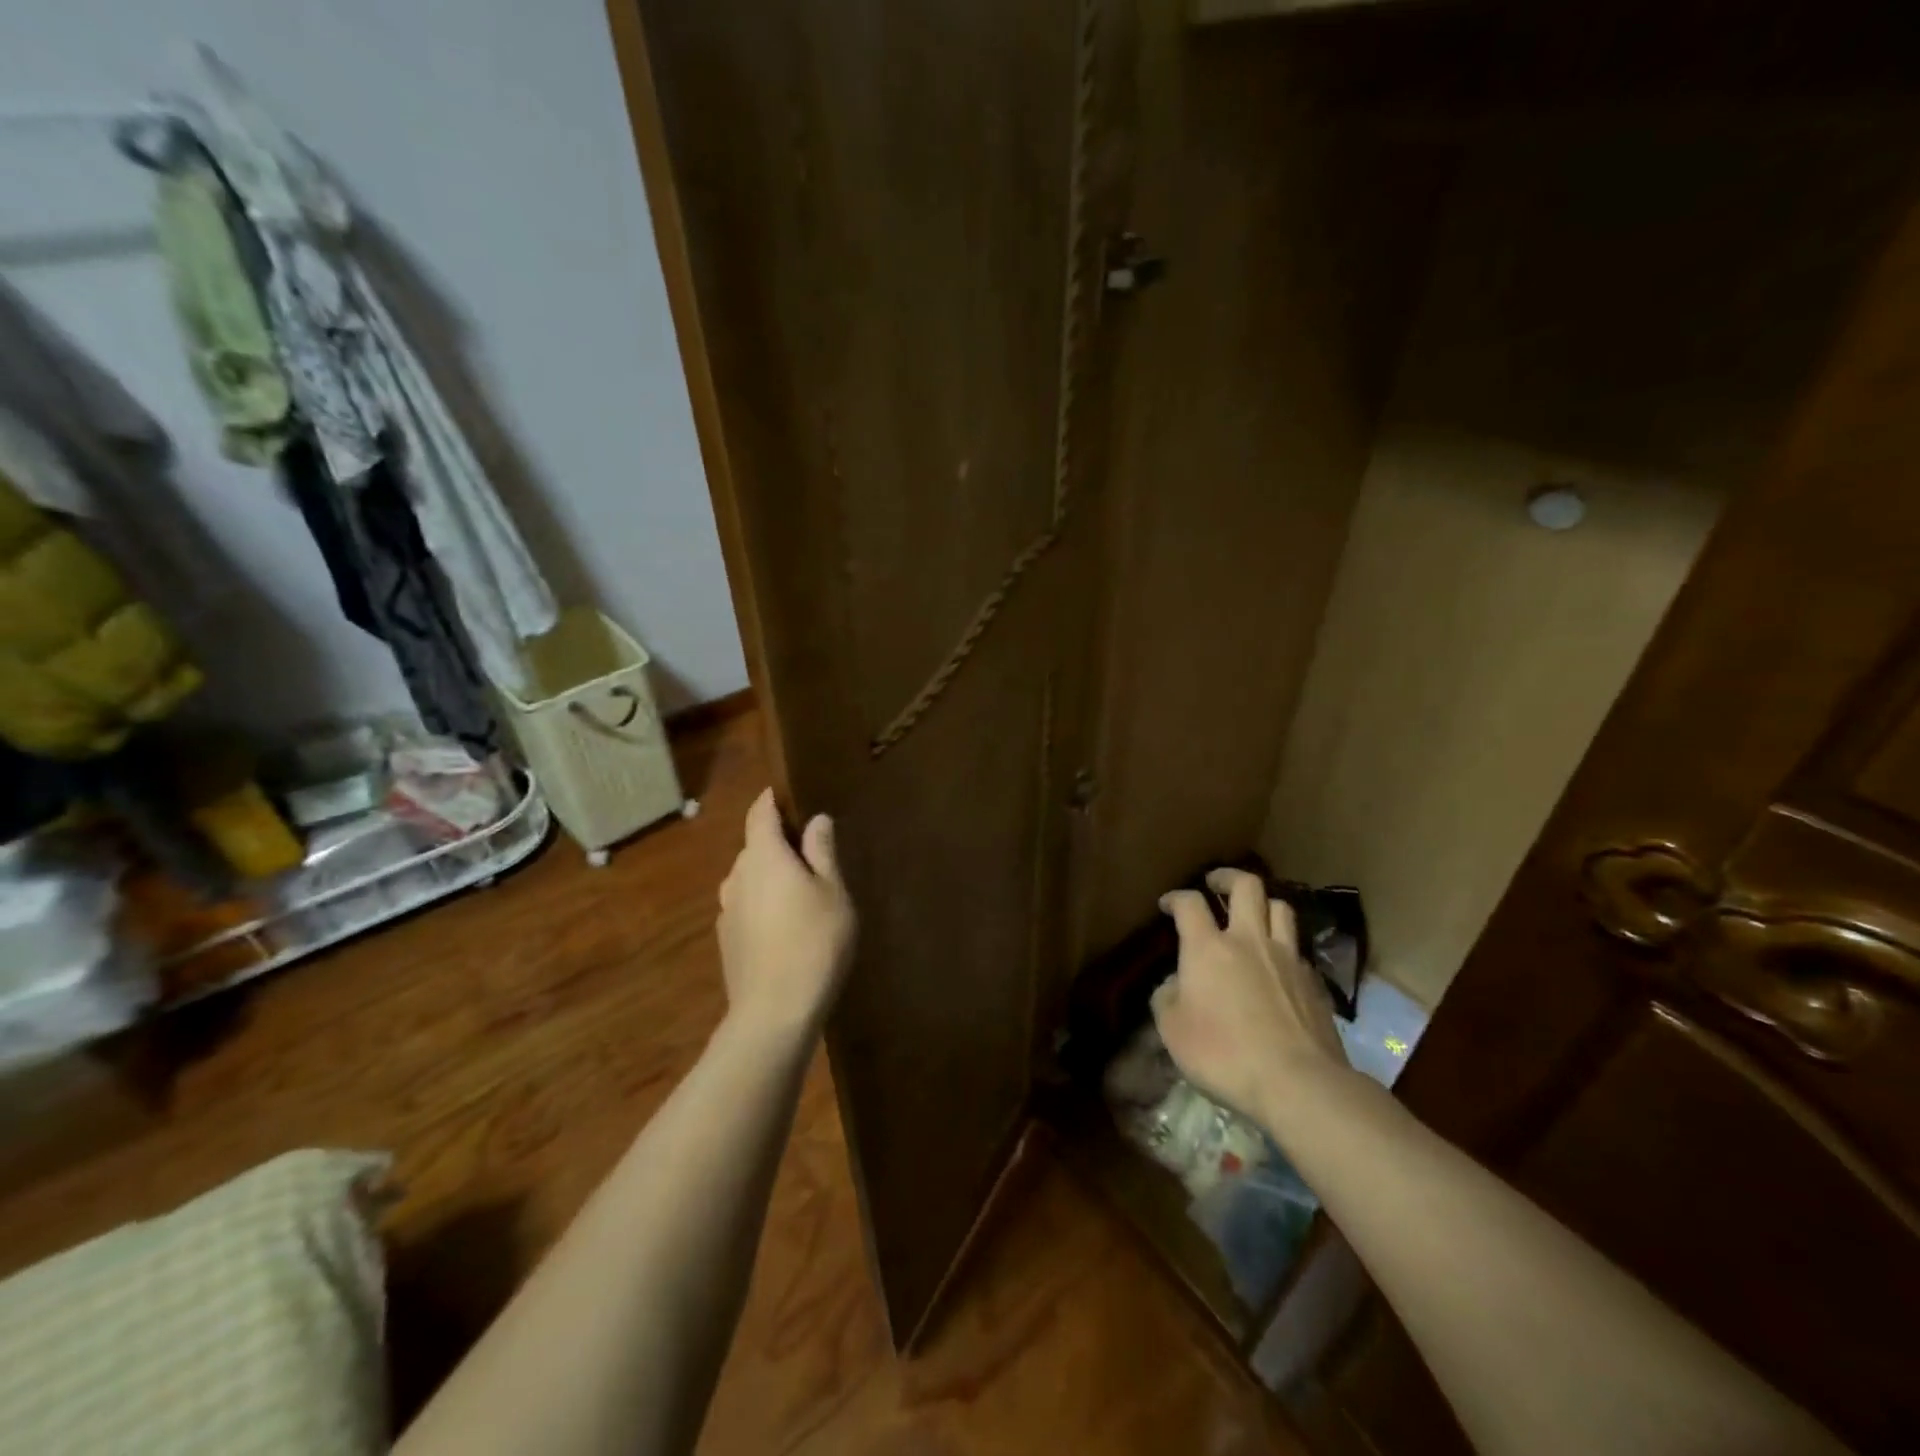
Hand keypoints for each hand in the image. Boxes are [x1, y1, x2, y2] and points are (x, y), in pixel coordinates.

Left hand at [717, 788, 856, 1041]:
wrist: (774, 1013)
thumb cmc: (814, 942)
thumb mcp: (833, 892)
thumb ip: (822, 851)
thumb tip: (817, 819)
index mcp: (764, 856)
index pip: (760, 813)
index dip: (772, 800)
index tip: (788, 795)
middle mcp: (737, 876)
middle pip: (756, 847)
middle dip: (780, 843)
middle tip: (814, 854)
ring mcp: (727, 909)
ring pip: (751, 879)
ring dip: (772, 877)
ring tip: (804, 893)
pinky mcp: (727, 939)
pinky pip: (747, 906)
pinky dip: (765, 904)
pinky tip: (787, 928)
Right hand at [1151, 867, 1347, 1125]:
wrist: (1298, 1083)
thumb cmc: (1223, 1054)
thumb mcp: (1173, 1030)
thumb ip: (1167, 998)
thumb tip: (1176, 984)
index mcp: (1208, 947)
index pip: (1189, 904)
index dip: (1176, 898)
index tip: (1167, 904)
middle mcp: (1250, 940)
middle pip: (1246, 886)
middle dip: (1227, 877)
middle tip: (1215, 884)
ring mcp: (1288, 958)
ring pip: (1281, 908)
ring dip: (1263, 904)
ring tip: (1252, 915)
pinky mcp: (1314, 983)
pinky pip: (1298, 948)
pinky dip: (1284, 946)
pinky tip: (1277, 965)